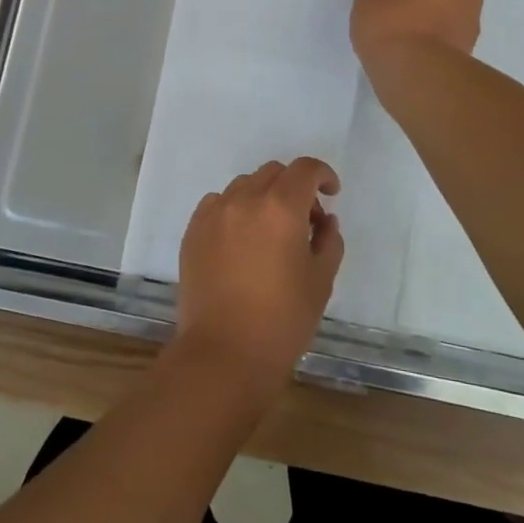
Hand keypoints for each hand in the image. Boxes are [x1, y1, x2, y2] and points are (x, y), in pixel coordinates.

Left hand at [173, 158, 343, 391]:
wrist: (224, 352)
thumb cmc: (283, 320)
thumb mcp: (321, 281)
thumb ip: (328, 241)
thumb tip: (324, 221)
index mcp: (280, 208)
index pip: (304, 170)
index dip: (322, 175)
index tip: (331, 194)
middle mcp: (244, 200)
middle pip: (273, 173)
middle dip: (294, 188)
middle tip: (305, 221)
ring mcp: (213, 213)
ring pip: (244, 185)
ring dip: (263, 197)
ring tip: (270, 233)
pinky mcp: (193, 231)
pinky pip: (217, 204)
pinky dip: (235, 210)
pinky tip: (241, 241)